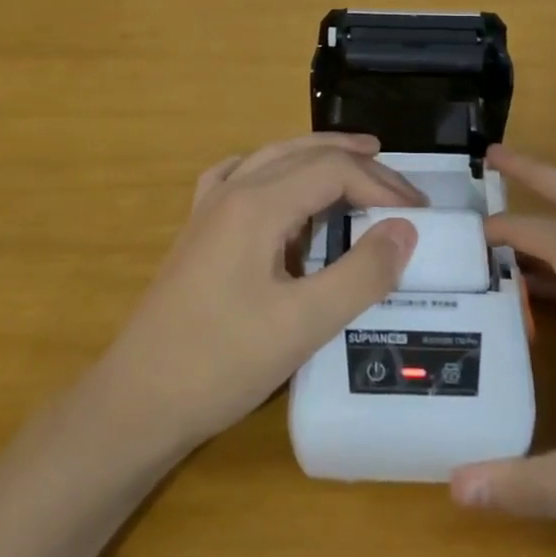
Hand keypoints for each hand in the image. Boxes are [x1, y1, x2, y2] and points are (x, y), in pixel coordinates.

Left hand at [88, 133, 423, 455]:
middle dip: (358, 164)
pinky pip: (241, 177)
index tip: (419, 216)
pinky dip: (274, 169)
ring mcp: (209, 208)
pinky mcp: (199, 231)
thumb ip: (360, 274)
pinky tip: (280, 184)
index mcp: (257, 204)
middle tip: (402, 187)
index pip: (333, 170)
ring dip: (319, 156)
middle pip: (305, 155)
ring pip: (273, 157)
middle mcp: (232, 191)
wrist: (136, 401)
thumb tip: (406, 229)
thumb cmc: (220, 362)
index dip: (382, 186)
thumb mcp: (303, 324)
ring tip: (358, 160)